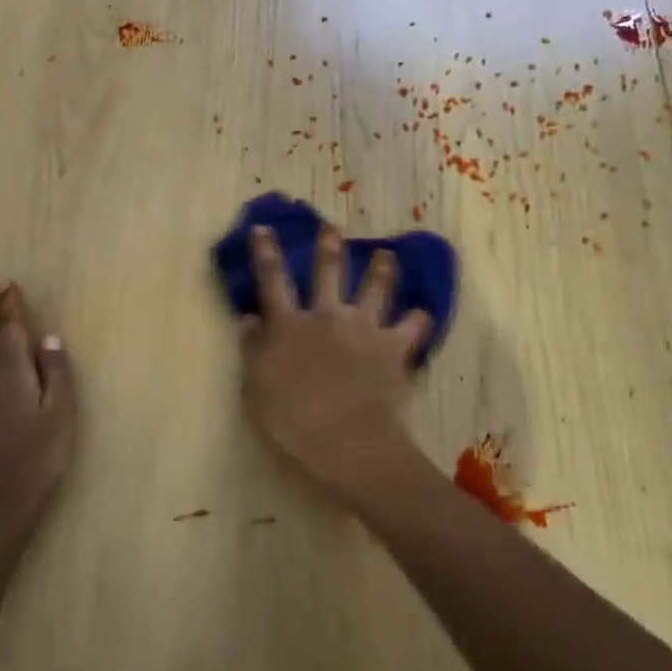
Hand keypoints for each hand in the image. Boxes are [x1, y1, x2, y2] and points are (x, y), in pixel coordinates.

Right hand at [238, 224, 432, 504]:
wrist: (348, 442)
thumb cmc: (292, 420)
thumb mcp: (256, 387)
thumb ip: (252, 349)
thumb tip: (248, 318)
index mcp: (288, 324)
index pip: (272, 279)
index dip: (265, 252)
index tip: (263, 228)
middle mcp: (326, 315)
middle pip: (328, 272)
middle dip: (329, 246)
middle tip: (332, 227)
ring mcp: (363, 328)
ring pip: (375, 288)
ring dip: (381, 269)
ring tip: (385, 254)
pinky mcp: (393, 348)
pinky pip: (412, 327)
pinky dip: (418, 320)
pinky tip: (423, 314)